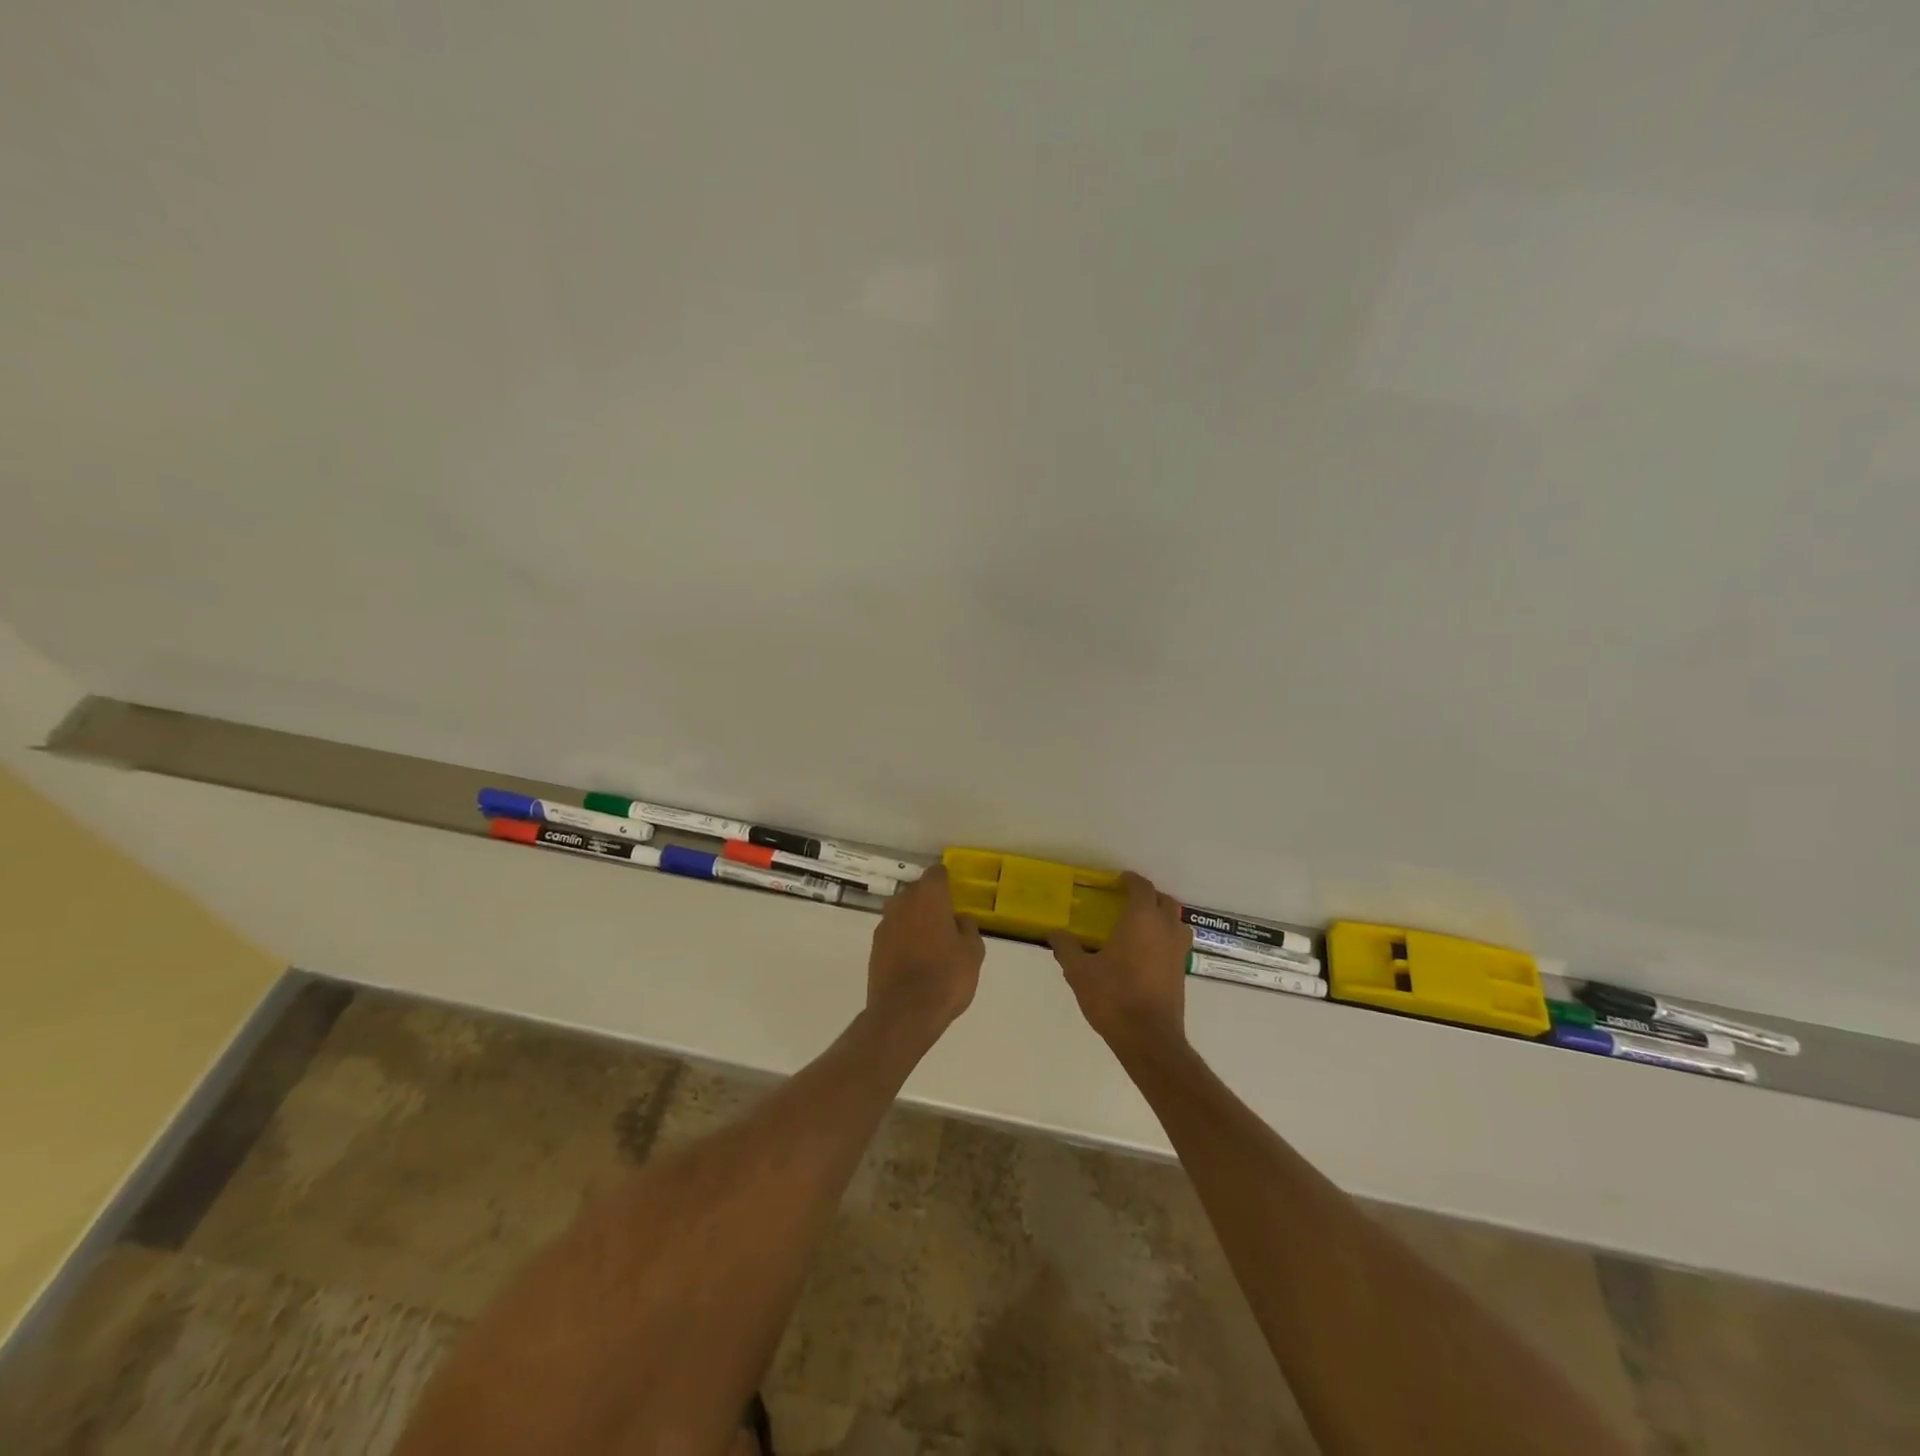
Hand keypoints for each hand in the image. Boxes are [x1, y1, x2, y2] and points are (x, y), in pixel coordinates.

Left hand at [866, 865, 983, 1037]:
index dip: (946, 882)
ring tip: (931, 946)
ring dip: (915, 922)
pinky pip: (893, 935)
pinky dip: (903, 941)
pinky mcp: (873, 948)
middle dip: (930, 903)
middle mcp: (902, 902)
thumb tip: (958, 920)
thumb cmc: (946, 976)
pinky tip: (915, 962)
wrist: (904, 1012)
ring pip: (903, 913)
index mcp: (928, 895)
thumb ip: (968, 929)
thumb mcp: (973, 952)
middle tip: (946, 924)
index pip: (936, 873)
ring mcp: (884, 925)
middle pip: (917, 892)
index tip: (955, 896)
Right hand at [1049, 872, 1191, 1050]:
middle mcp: (1165, 929)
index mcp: (1141, 919)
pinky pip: (1176, 944)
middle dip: (1149, 897)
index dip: (1131, 881)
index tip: (1119, 880)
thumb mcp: (1079, 971)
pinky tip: (1146, 954)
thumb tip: (1054, 933)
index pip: (1142, 888)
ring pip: (1176, 922)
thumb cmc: (1113, 996)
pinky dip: (1165, 940)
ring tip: (1142, 926)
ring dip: (1162, 918)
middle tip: (1128, 901)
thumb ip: (1066, 948)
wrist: (1149, 1038)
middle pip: (1164, 901)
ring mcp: (1177, 951)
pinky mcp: (1182, 973)